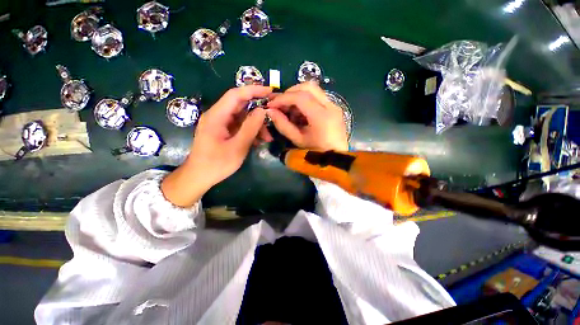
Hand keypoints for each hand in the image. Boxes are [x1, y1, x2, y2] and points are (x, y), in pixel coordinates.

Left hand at [161, 85, 271, 206]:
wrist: (199, 177)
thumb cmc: (217, 164)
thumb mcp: (237, 147)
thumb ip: (250, 128)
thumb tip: (263, 111)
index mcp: (217, 116)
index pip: (236, 95)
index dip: (253, 90)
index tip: (270, 91)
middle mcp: (217, 116)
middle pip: (240, 105)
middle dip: (258, 109)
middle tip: (274, 113)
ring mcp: (220, 124)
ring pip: (242, 117)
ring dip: (256, 124)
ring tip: (268, 137)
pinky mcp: (223, 131)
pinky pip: (239, 126)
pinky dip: (250, 131)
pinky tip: (259, 140)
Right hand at [266, 82, 347, 151]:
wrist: (336, 158)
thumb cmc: (316, 152)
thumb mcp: (297, 140)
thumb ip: (283, 125)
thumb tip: (270, 111)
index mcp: (321, 116)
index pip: (300, 97)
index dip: (283, 98)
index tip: (271, 104)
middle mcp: (330, 106)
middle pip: (308, 87)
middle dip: (291, 92)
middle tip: (280, 104)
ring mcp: (334, 106)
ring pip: (314, 90)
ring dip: (298, 95)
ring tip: (289, 110)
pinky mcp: (334, 108)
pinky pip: (318, 97)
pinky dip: (306, 100)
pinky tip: (300, 113)